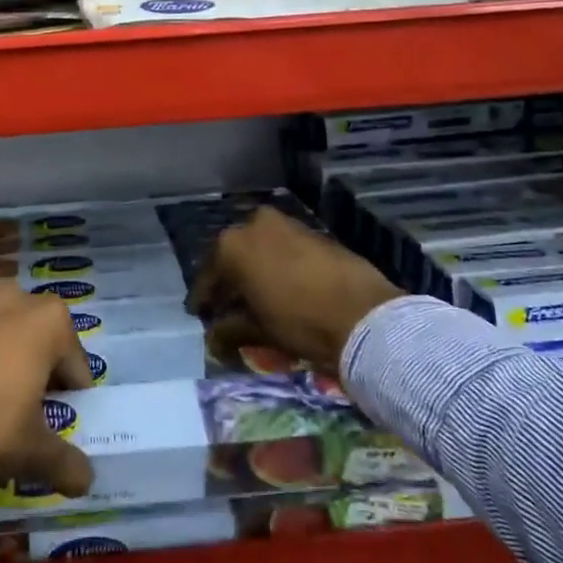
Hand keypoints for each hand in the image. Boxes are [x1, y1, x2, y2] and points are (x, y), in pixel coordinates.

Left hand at [0, 282, 95, 496]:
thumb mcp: (33, 454)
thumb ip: (68, 464)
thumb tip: (85, 480)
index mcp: (49, 321)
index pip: (75, 363)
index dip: (69, 394)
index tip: (53, 419)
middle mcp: (14, 296)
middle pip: (38, 334)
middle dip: (36, 362)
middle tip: (21, 403)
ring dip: (0, 345)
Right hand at [189, 207, 399, 374]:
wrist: (363, 315)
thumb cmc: (299, 321)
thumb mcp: (256, 330)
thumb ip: (228, 330)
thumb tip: (213, 338)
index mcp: (232, 245)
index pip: (208, 277)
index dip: (203, 300)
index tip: (199, 314)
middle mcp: (254, 224)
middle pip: (233, 256)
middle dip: (229, 281)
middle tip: (227, 305)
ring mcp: (287, 224)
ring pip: (260, 249)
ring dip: (255, 270)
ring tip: (257, 297)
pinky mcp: (315, 232)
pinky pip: (285, 248)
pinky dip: (278, 265)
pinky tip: (283, 287)